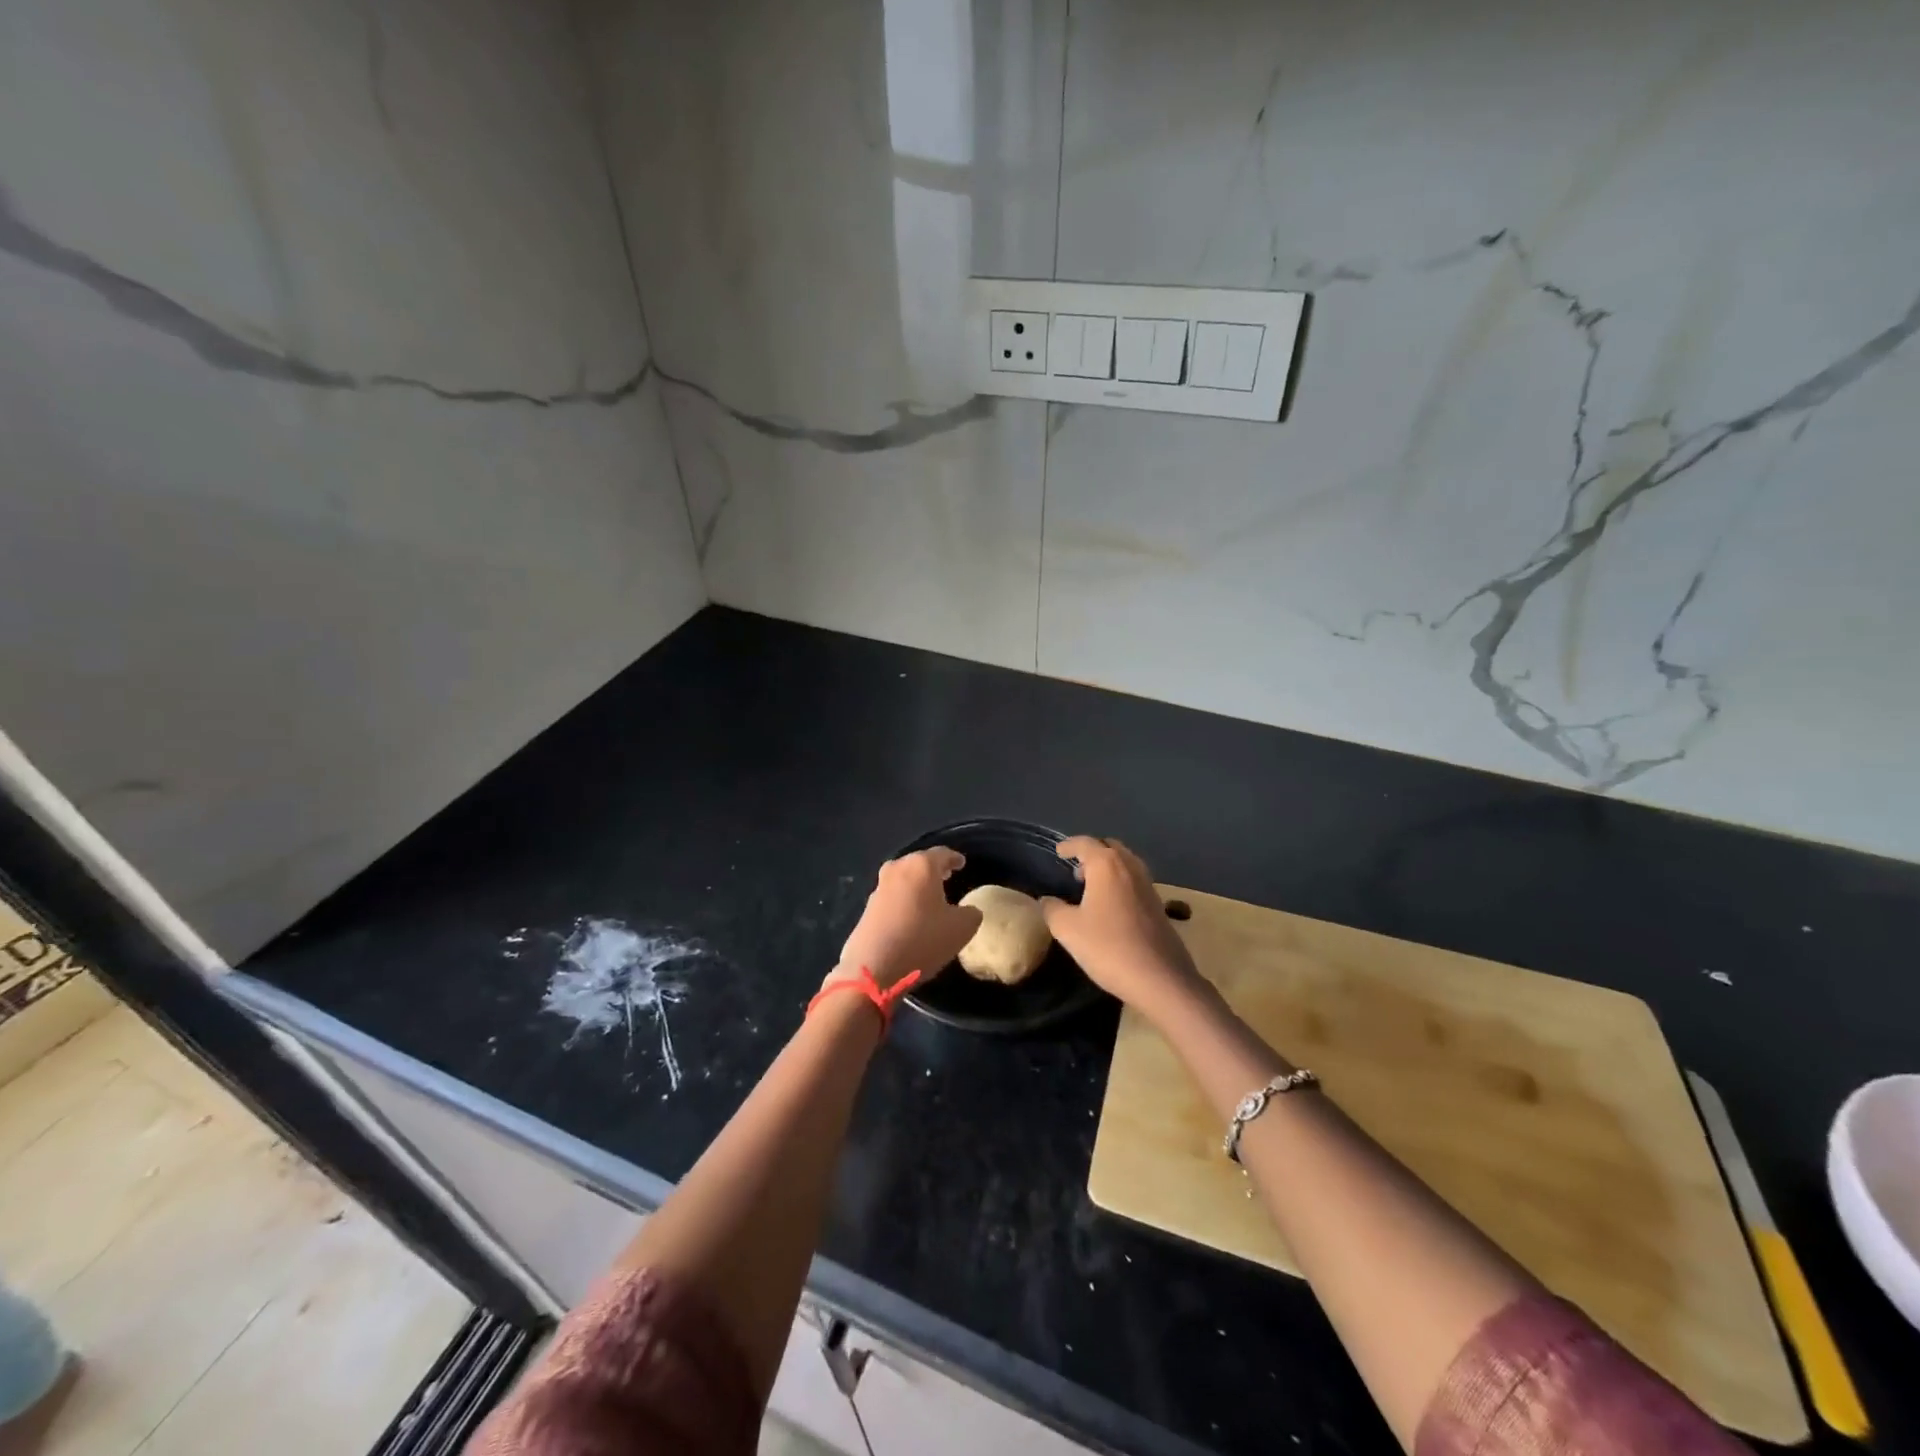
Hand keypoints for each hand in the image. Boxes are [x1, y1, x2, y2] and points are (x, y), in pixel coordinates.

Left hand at [832, 847, 981, 991]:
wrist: (873, 968)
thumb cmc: (922, 940)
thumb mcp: (961, 929)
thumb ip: (971, 914)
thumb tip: (968, 911)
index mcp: (921, 866)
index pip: (943, 854)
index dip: (955, 859)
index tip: (962, 863)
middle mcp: (898, 869)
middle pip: (920, 863)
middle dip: (934, 870)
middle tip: (948, 877)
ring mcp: (879, 888)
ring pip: (904, 879)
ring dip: (918, 886)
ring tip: (931, 898)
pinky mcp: (868, 908)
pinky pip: (893, 897)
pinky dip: (905, 900)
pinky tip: (912, 916)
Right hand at [1040, 836, 1204, 1015]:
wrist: (1160, 978)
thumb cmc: (1108, 947)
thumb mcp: (1068, 930)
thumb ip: (1052, 910)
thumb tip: (1047, 900)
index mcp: (1107, 865)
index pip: (1085, 843)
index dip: (1069, 845)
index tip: (1058, 851)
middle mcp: (1130, 867)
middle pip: (1110, 847)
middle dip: (1092, 853)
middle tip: (1076, 869)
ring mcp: (1148, 886)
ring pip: (1126, 864)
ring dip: (1108, 868)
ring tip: (1091, 886)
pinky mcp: (1159, 905)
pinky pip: (1135, 882)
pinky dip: (1120, 883)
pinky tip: (1110, 906)